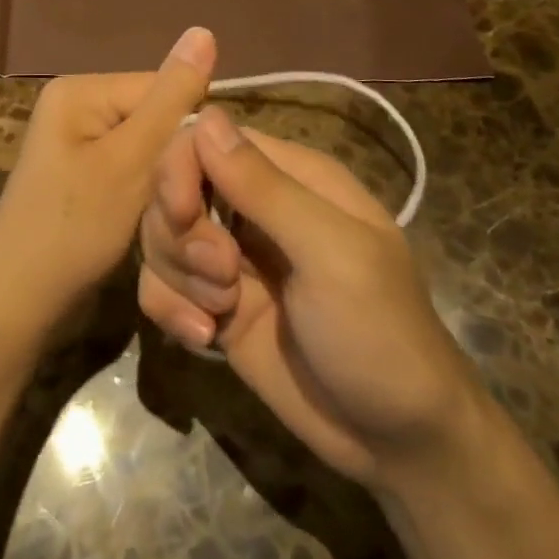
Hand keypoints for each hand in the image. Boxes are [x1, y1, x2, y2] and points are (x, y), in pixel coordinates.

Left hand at [0, 27, 216, 333]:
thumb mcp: (130, 162)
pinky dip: (146, 196)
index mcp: (80, 91)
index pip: (162, 88)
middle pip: (155, 120)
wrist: (18, 305)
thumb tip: (204, 30)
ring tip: (169, 219)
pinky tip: (150, 223)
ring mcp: (76, 144)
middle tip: (185, 208)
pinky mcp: (82, 177)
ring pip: (148, 151)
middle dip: (175, 162)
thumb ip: (171, 99)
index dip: (190, 133)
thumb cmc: (73, 230)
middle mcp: (76, 107)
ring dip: (164, 184)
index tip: (204, 179)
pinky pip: (130, 172)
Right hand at [138, 107, 477, 487]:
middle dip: (181, 234)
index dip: (180, 168)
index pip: (206, 139)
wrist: (397, 443)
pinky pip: (160, 285)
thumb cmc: (380, 333)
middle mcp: (253, 208)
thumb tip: (205, 115)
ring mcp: (230, 259)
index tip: (183, 214)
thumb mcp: (332, 254)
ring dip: (178, 276)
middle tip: (222, 276)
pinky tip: (204, 339)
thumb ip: (265, 187)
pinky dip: (170, 309)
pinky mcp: (214, 305)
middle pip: (173, 187)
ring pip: (161, 237)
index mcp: (290, 177)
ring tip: (221, 314)